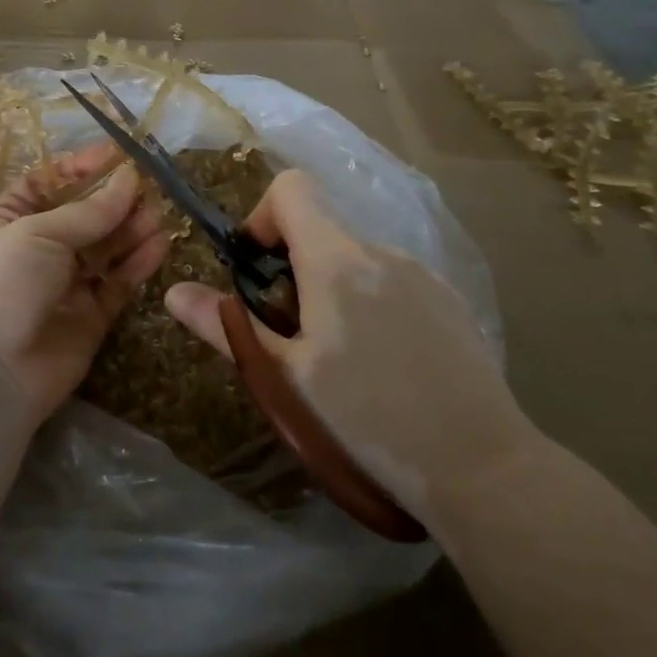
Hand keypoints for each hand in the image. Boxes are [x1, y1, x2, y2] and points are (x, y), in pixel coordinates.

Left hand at [0, 143, 169, 440]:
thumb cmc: (1, 284)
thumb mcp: (38, 233)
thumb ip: (90, 211)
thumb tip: (129, 177)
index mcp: (9, 220)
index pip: (48, 182)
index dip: (81, 167)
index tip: (119, 154)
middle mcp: (37, 249)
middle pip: (84, 215)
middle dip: (115, 200)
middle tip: (149, 189)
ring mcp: (64, 284)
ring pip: (105, 248)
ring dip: (131, 229)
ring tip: (159, 215)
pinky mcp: (90, 317)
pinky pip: (118, 283)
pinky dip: (138, 263)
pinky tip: (159, 244)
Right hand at [164, 170, 536, 521]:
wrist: (482, 468)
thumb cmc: (367, 420)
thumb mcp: (285, 378)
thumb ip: (227, 328)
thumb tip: (175, 292)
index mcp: (336, 260)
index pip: (291, 188)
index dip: (263, 217)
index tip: (258, 273)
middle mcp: (381, 251)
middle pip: (321, 230)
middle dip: (293, 270)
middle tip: (293, 338)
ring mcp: (422, 274)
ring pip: (356, 260)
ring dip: (333, 291)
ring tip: (342, 363)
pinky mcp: (449, 302)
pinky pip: (392, 282)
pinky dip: (372, 305)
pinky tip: (387, 368)